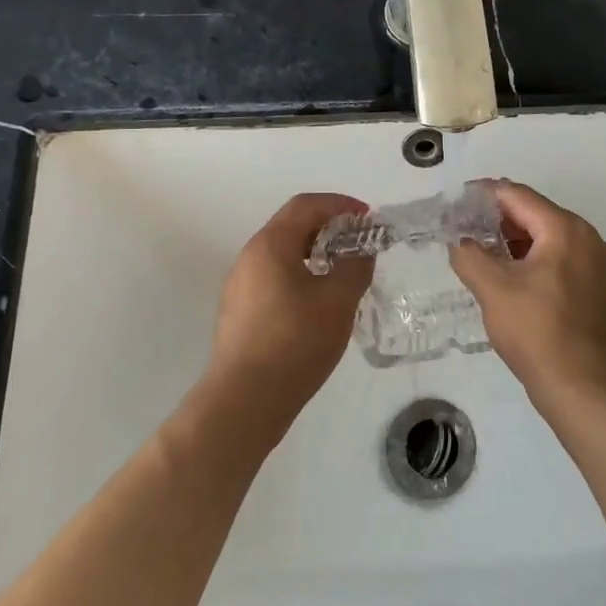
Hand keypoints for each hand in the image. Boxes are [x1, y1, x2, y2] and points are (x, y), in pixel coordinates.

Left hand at [206, 192, 373, 427]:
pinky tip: (318, 302)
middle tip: (359, 243)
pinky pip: (273, 278)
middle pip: (291, 226)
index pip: (306, 205)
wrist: (244, 401)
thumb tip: (363, 249)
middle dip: (328, 227)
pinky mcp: (238, 312)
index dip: (340, 205)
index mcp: (271, 244)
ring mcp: (239, 286)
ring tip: (343, 272)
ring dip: (314, 252)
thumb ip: (356, 266)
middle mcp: (249, 257)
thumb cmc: (295, 342)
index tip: (367, 218)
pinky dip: (300, 274)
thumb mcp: (338, 300)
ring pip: (282, 254)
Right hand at [447, 179, 605, 420]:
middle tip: (473, 234)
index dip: (486, 194)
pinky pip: (575, 267)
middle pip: (541, 217)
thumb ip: (470, 255)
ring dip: (527, 246)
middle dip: (505, 222)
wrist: (588, 392)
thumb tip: (461, 241)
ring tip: (497, 263)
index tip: (461, 201)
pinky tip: (531, 291)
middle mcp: (594, 240)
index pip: (519, 196)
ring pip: (559, 243)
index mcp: (566, 229)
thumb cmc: (538, 333)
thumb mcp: (493, 290)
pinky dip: (549, 267)